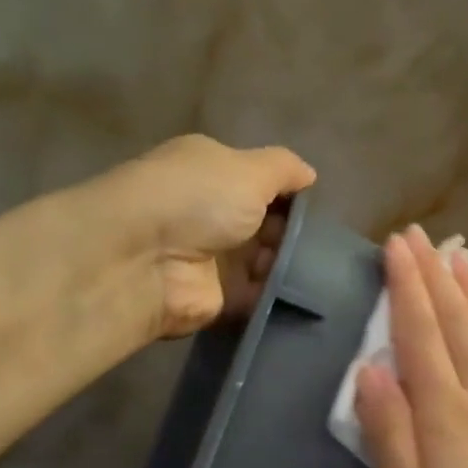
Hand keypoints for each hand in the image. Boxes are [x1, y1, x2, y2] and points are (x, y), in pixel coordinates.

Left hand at [103, 134, 316, 338]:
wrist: (146, 261)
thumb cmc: (198, 200)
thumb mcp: (249, 169)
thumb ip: (284, 169)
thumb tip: (309, 175)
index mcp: (212, 172)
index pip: (260, 181)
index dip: (289, 194)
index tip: (315, 209)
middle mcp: (210, 212)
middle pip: (266, 224)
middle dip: (293, 234)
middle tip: (321, 245)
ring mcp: (213, 257)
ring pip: (267, 261)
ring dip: (289, 265)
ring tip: (314, 269)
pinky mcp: (218, 298)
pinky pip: (259, 295)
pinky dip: (279, 295)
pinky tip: (304, 294)